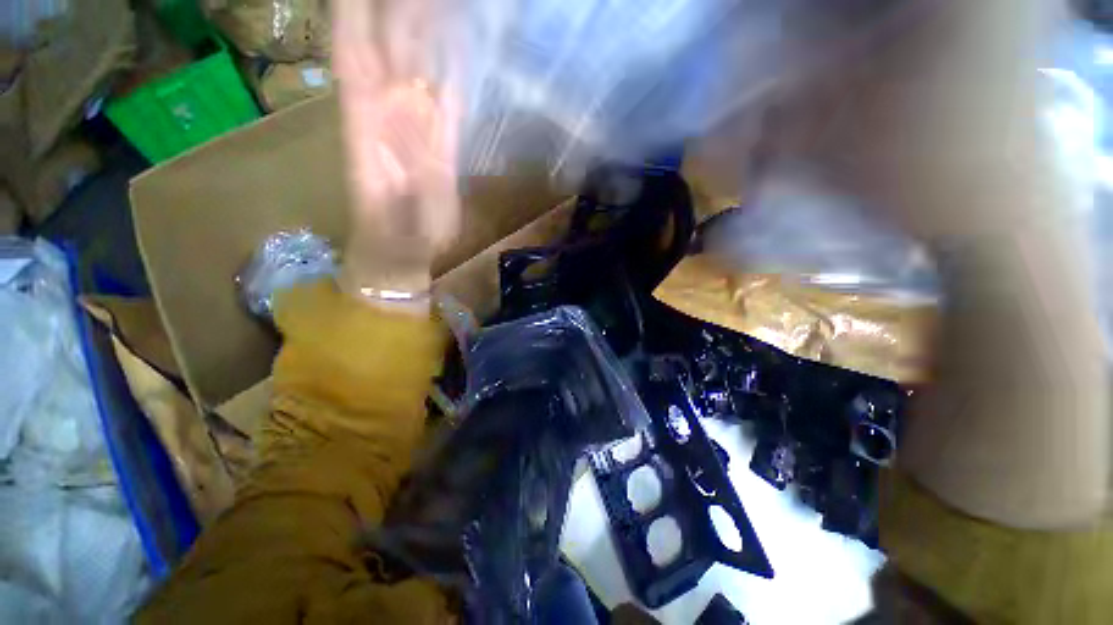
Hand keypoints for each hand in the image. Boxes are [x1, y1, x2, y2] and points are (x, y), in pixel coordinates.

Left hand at [332, 0, 460, 297]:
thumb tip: (417, 104)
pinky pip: (449, 103)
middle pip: (390, 52)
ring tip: (439, 5)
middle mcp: (389, 114)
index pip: (356, 54)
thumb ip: (388, 145)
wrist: (402, 250)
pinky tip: (459, 48)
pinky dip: (453, 76)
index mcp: (364, 121)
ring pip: (420, 72)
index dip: (357, 17)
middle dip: (398, 14)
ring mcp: (418, 127)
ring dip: (427, 35)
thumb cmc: (389, 233)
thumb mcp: (384, 196)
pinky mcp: (442, 145)